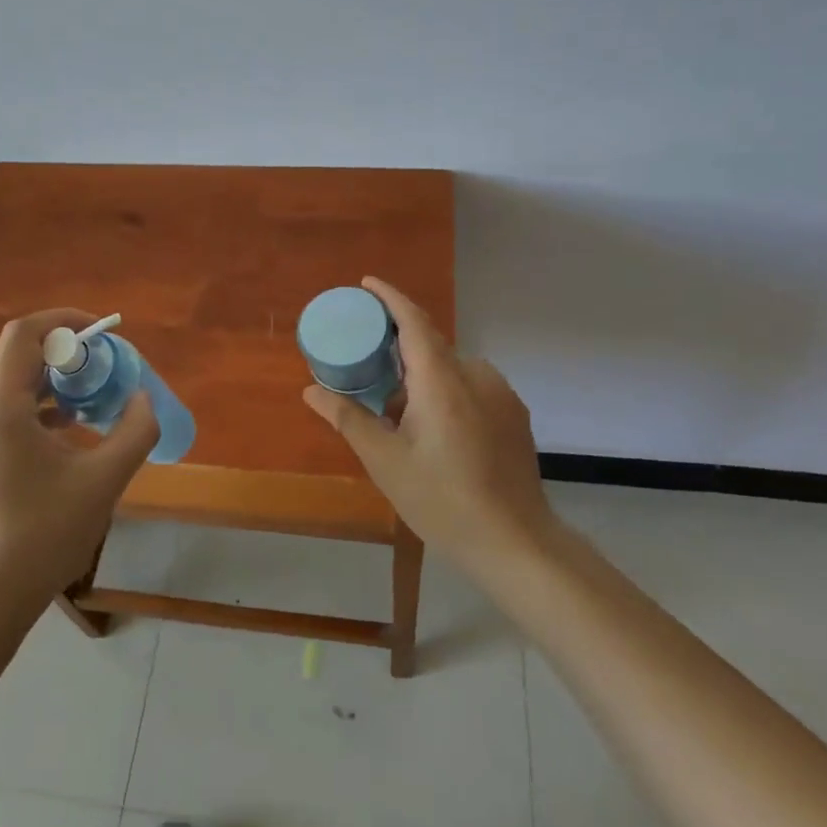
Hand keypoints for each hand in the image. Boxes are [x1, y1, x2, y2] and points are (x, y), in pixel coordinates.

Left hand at [0, 309, 160, 617]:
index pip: (24, 334)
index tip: (101, 332)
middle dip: (68, 359)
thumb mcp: (104, 480)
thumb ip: (135, 431)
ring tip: (92, 410)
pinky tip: (65, 442)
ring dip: (55, 390)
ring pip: (12, 393)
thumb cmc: (45, 535)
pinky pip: (3, 419)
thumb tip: (142, 400)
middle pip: (20, 362)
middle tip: (107, 375)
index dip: (64, 320)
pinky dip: (37, 415)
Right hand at [303, 277, 551, 576]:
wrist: (514, 542)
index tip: (366, 285)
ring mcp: (500, 394)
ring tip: (399, 418)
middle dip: (397, 353)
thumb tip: (311, 390)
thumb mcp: (385, 461)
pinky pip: (471, 388)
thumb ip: (348, 418)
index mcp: (441, 379)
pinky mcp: (514, 414)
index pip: (414, 320)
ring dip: (422, 380)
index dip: (390, 297)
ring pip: (451, 370)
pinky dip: (446, 394)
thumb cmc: (441, 499)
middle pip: (430, 346)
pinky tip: (436, 434)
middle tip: (368, 374)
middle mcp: (475, 374)